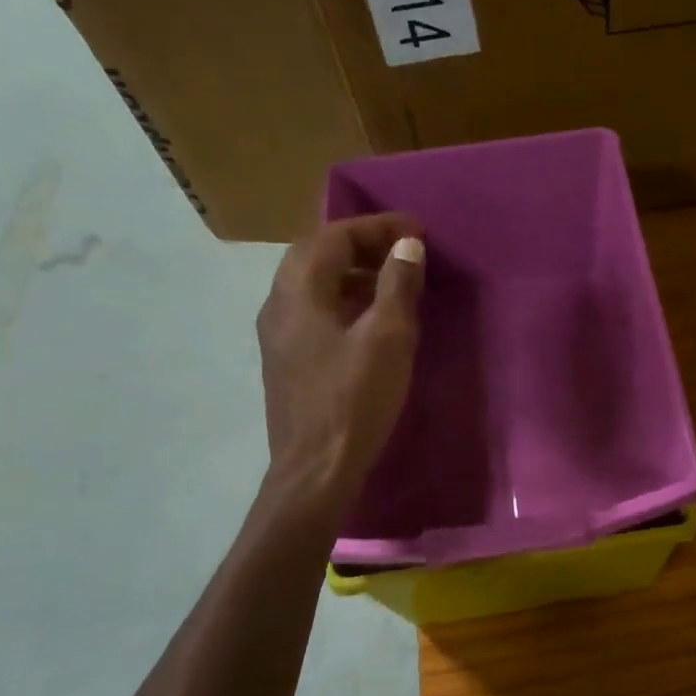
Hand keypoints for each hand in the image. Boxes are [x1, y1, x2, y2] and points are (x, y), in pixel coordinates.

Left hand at [257, 213, 424, 504]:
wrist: (315, 469)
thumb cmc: (354, 400)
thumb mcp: (388, 338)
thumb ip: (397, 285)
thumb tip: (407, 245)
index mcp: (298, 292)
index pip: (333, 236)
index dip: (377, 226)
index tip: (417, 230)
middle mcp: (279, 304)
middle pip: (316, 254)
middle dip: (362, 243)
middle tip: (404, 249)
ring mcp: (279, 335)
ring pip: (314, 283)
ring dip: (353, 271)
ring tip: (395, 279)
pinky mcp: (288, 360)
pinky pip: (315, 310)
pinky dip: (345, 298)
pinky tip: (373, 318)